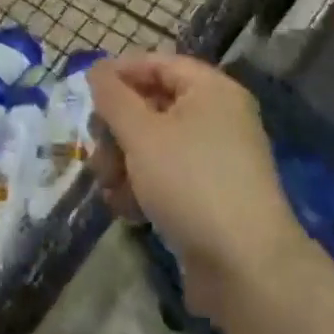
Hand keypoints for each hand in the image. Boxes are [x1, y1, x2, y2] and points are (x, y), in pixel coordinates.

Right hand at [90, 54, 311, 322]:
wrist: (247, 269)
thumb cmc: (191, 182)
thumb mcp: (142, 134)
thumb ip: (113, 98)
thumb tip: (97, 69)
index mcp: (211, 89)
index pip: (158, 64)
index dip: (120, 73)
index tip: (87, 92)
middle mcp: (219, 116)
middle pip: (155, 105)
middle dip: (119, 128)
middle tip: (95, 149)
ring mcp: (219, 159)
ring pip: (159, 144)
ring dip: (126, 161)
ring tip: (108, 187)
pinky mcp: (215, 197)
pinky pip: (172, 176)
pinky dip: (147, 186)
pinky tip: (126, 209)